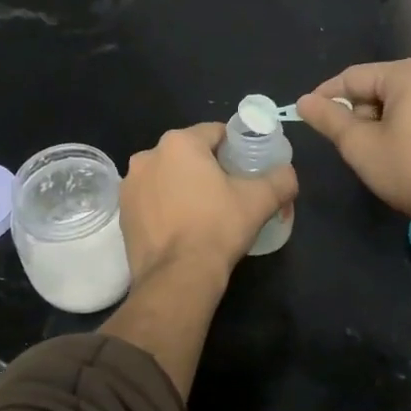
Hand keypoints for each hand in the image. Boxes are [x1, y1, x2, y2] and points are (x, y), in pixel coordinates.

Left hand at [119, 123, 297, 284]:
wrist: (177, 277)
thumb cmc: (218, 228)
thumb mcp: (260, 200)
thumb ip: (281, 178)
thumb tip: (288, 173)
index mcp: (179, 143)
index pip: (215, 133)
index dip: (235, 148)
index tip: (247, 168)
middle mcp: (148, 156)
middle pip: (188, 154)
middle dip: (208, 168)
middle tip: (230, 192)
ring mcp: (130, 185)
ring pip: (168, 177)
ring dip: (184, 186)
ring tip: (205, 213)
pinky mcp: (123, 213)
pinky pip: (152, 200)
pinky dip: (166, 207)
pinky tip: (182, 228)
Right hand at [295, 58, 410, 246]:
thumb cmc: (410, 171)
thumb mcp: (359, 145)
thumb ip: (329, 118)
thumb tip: (303, 101)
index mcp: (410, 72)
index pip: (354, 77)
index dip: (327, 96)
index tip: (307, 114)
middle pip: (379, 86)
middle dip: (359, 112)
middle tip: (348, 144)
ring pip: (401, 100)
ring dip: (381, 121)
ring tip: (375, 152)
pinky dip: (406, 125)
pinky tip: (403, 153)